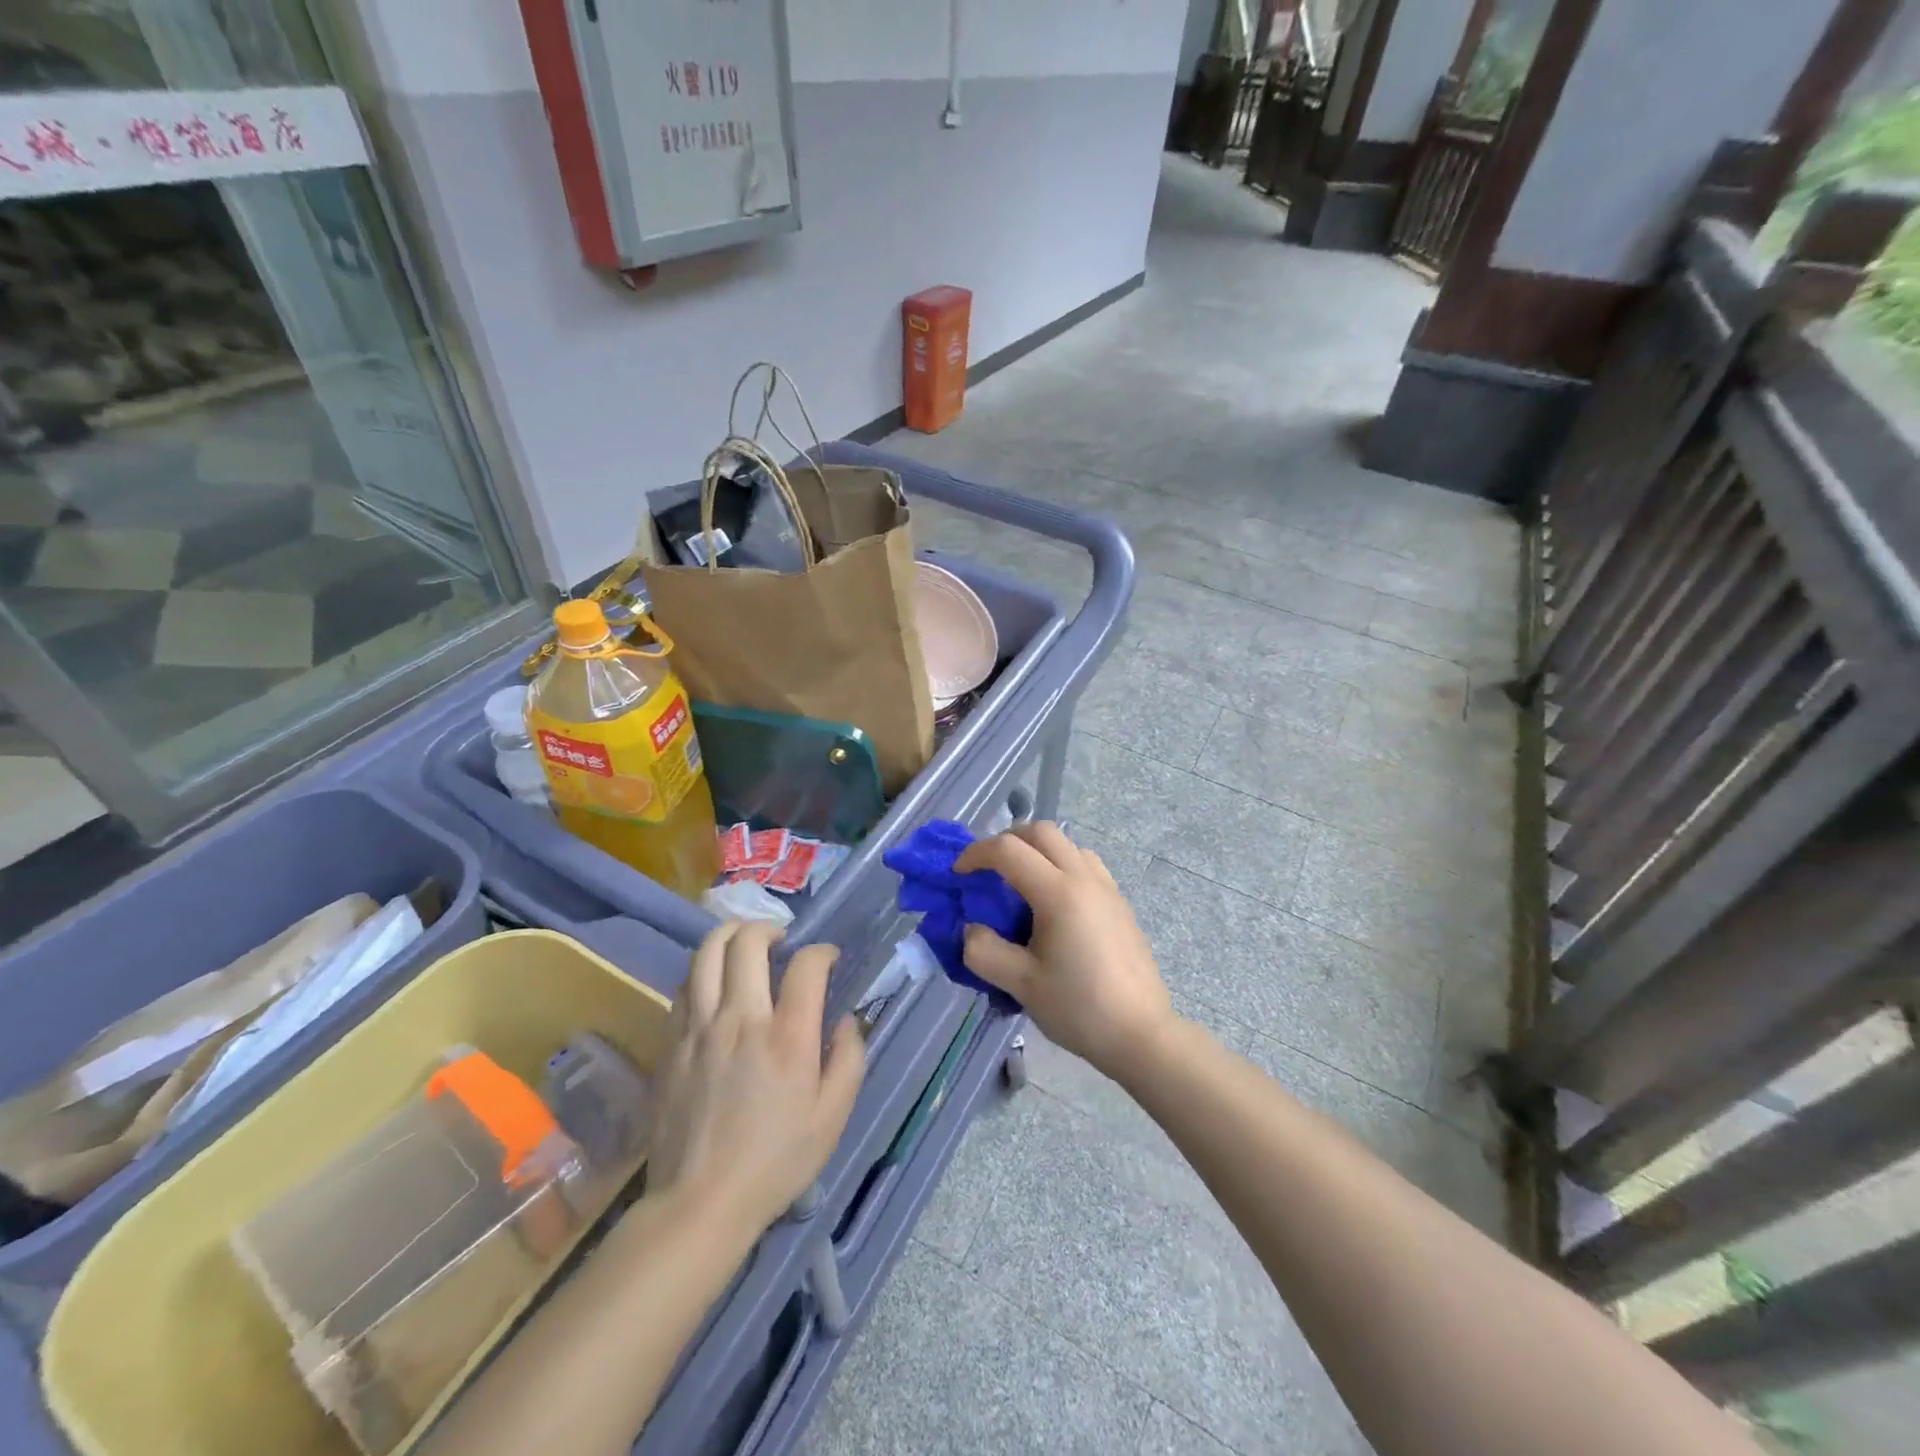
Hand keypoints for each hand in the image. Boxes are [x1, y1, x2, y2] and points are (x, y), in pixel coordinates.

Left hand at [646, 922, 864, 1244]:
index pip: (806, 964)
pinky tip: (714, 986)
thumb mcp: (833, 1117)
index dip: (822, 951)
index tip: (828, 960)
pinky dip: (702, 973)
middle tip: (781, 942)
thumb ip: (849, 1059)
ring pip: (706, 954)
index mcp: (788, 1036)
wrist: (700, 1203)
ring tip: (743, 945)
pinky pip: (684, 988)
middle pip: (748, 942)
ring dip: (729, 936)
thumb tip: (849, 1020)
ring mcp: (699, 1029)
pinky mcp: (671, 1045)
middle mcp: (741, 1019)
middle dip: (768, 928)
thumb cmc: (776, 1162)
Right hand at [955, 822, 1173, 1080]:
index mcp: (1059, 893)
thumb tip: (971, 929)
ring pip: (1067, 844)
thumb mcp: (1021, 984)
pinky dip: (1060, 865)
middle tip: (987, 869)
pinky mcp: (1119, 903)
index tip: (958, 875)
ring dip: (1037, 850)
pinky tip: (1053, 903)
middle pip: (1041, 832)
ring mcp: (1107, 888)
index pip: (1009, 850)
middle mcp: (1085, 878)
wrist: (1141, 1033)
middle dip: (1007, 841)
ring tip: (1019, 883)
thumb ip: (984, 951)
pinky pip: (1085, 864)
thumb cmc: (1079, 1008)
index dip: (976, 854)